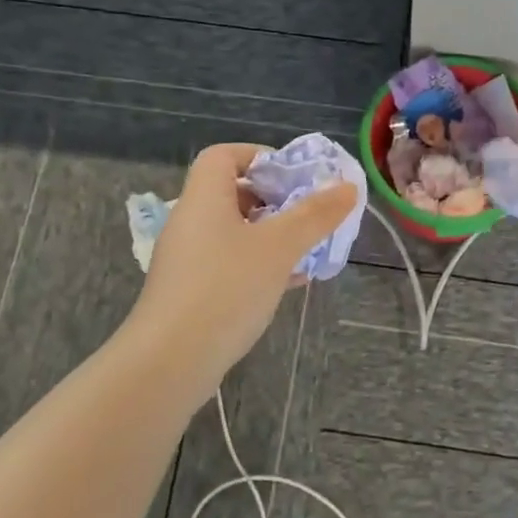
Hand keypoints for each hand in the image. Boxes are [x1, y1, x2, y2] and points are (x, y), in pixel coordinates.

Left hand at [128, 144, 357, 388]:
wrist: (170, 362)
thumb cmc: (225, 289)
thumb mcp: (279, 247)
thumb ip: (315, 215)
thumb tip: (347, 187)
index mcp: (205, 198)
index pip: (224, 155)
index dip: (260, 156)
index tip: (294, 177)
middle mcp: (191, 221)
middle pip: (233, 192)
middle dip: (276, 200)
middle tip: (309, 214)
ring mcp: (189, 259)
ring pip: (236, 231)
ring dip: (273, 235)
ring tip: (308, 249)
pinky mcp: (191, 291)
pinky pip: (230, 263)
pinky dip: (260, 263)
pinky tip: (289, 283)